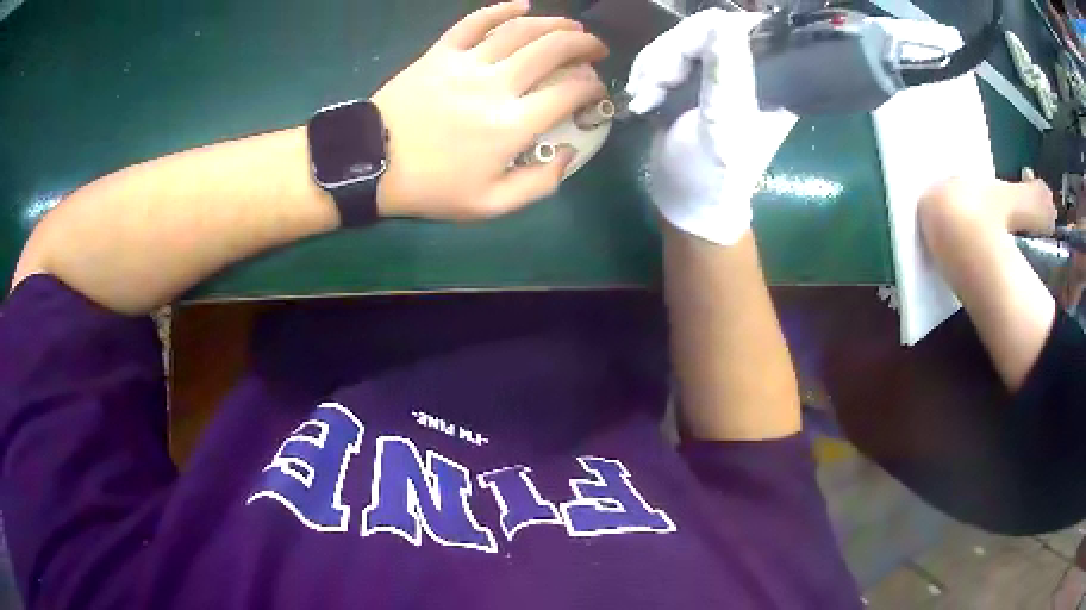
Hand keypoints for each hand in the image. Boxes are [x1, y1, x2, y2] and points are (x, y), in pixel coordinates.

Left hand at [371, 1, 607, 221]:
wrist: (372, 163)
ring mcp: (466, 63)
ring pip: (520, 30)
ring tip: (572, 28)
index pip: (568, 93)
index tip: (595, 90)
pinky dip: (501, 9)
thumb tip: (568, 153)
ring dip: (554, 24)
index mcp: (510, 125)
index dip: (592, 87)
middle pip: (552, 50)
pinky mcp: (441, 52)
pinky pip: (475, 21)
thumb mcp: (489, 205)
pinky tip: (521, 5)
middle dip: (584, 46)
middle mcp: (495, 85)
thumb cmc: (431, 187)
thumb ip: (538, 184)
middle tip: (596, 49)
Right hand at [624, 9, 796, 245]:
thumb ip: (727, 76)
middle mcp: (748, 71)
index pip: (739, 29)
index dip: (700, 36)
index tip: (674, 66)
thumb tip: (724, 22)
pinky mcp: (694, 80)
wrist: (687, 203)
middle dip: (667, 55)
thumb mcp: (722, 129)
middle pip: (702, 30)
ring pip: (679, 41)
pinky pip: (665, 55)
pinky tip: (641, 98)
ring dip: (651, 66)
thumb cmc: (713, 178)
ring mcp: (718, 74)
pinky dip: (646, 72)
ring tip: (642, 99)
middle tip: (649, 88)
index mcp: (769, 83)